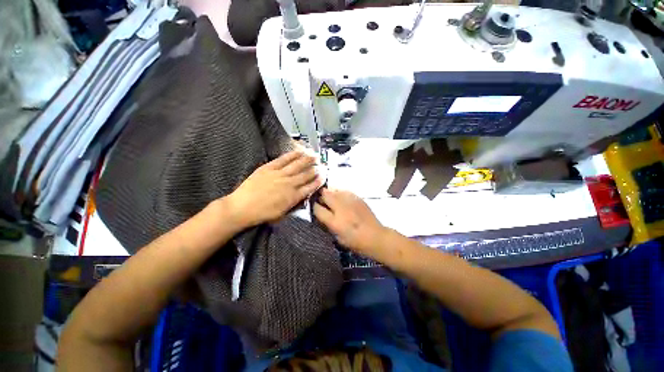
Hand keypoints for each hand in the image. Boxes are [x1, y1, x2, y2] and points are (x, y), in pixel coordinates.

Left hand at [225, 151, 321, 226]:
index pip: (310, 187)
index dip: (318, 181)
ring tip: (315, 155)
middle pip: (306, 174)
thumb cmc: (263, 213)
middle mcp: (290, 184)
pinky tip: (299, 151)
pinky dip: (293, 155)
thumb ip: (295, 202)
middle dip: (316, 169)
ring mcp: (280, 174)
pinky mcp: (269, 168)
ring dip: (308, 160)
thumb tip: (303, 194)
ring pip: (298, 165)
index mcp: (294, 197)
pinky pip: (284, 159)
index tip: (324, 176)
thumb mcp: (283, 213)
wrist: (242, 207)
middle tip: (322, 165)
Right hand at [313, 189, 385, 253]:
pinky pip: (344, 191)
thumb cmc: (355, 242)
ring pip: (334, 190)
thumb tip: (321, 213)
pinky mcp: (357, 198)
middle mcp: (341, 208)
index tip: (314, 207)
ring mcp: (350, 201)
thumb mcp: (337, 237)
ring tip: (330, 198)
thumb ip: (328, 224)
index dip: (313, 207)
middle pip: (325, 195)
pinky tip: (341, 198)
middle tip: (321, 200)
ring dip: (330, 193)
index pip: (317, 209)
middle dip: (320, 196)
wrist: (375, 236)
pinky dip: (340, 193)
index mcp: (335, 222)